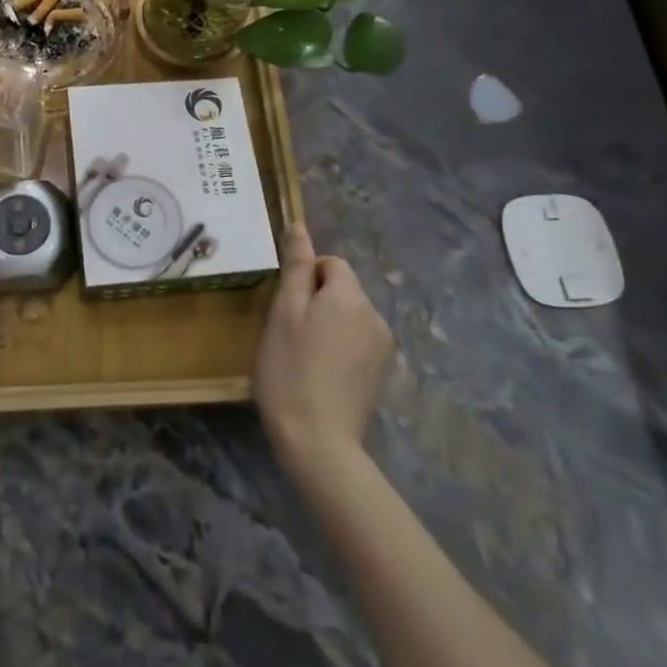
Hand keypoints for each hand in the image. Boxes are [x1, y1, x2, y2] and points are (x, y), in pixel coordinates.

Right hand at [254, 223, 394, 475]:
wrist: (318, 441)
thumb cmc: (290, 369)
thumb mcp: (284, 311)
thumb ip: (296, 266)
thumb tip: (298, 225)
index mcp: (349, 296)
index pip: (331, 263)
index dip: (306, 277)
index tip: (286, 307)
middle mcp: (375, 314)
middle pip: (343, 289)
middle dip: (317, 300)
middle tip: (290, 332)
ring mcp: (383, 346)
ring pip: (350, 316)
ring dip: (329, 324)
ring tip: (304, 355)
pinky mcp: (381, 373)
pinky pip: (358, 341)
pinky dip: (340, 347)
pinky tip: (322, 373)